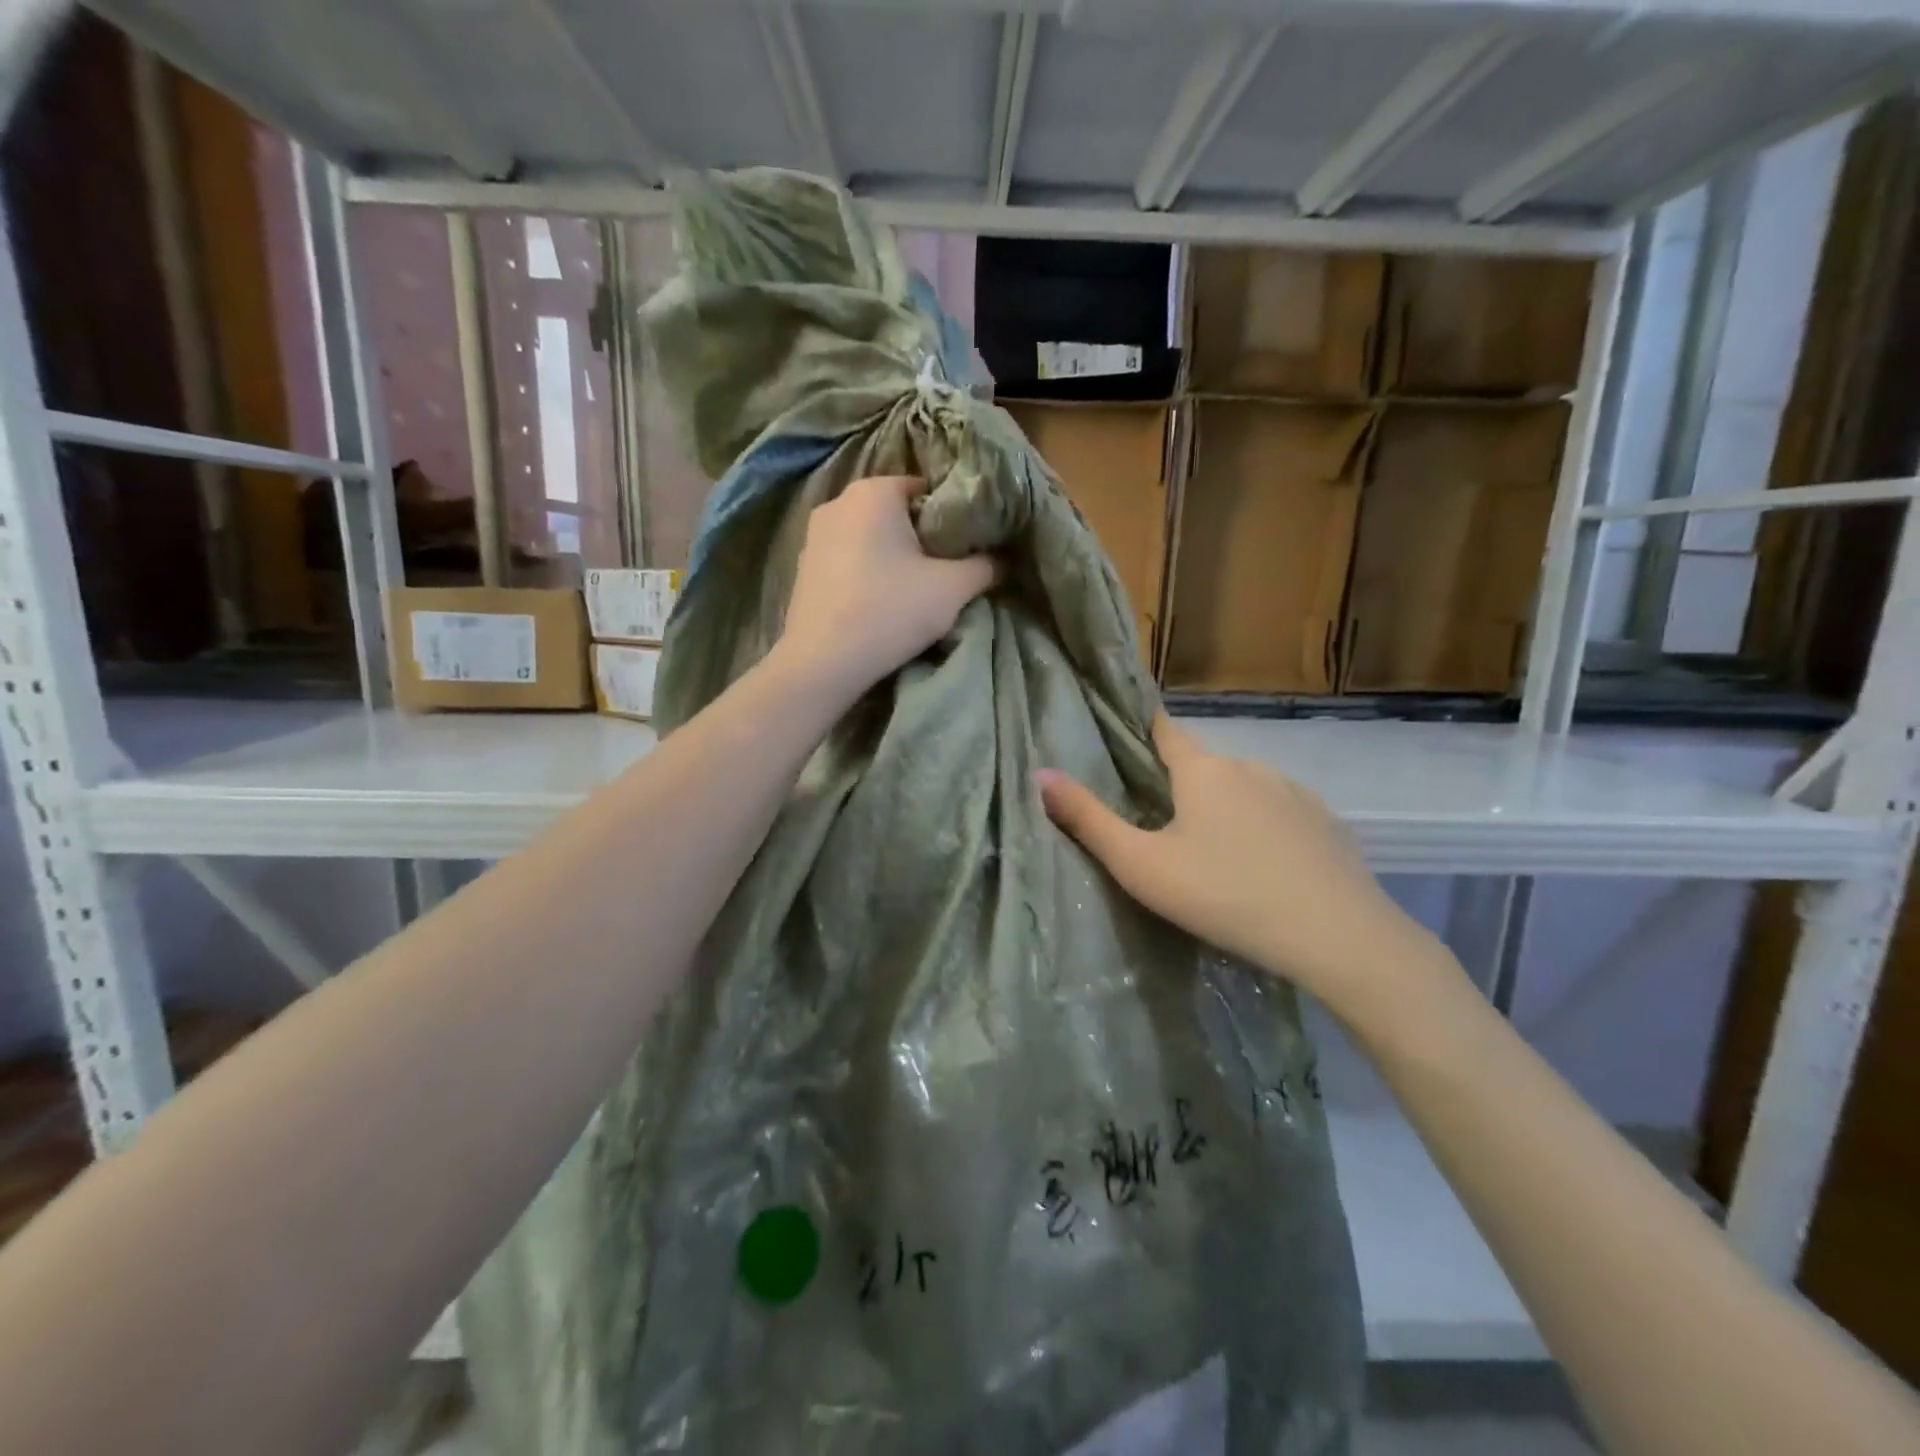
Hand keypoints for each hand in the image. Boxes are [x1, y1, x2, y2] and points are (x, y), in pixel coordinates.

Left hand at [777, 475, 997, 696]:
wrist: (822, 663)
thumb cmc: (890, 612)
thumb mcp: (953, 589)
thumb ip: (985, 566)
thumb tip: (1002, 559)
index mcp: (874, 492)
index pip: (928, 489)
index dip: (953, 519)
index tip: (967, 550)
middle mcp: (839, 501)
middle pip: (897, 513)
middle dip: (923, 538)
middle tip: (946, 572)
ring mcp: (814, 534)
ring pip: (871, 537)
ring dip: (894, 557)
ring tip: (914, 591)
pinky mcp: (804, 566)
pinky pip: (848, 558)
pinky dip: (868, 572)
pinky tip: (879, 602)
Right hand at [1036, 716, 1446, 1017]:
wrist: (1337, 936)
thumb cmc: (1224, 894)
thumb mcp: (1141, 864)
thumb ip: (1088, 819)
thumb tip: (1041, 775)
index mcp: (1203, 770)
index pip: (1165, 730)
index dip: (1144, 728)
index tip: (1126, 734)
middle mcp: (1250, 766)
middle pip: (1204, 766)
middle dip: (1182, 786)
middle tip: (1163, 827)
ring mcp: (1296, 792)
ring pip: (1245, 790)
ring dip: (1226, 808)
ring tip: (1215, 853)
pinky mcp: (1328, 823)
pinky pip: (1282, 814)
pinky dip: (1265, 829)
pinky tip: (1265, 868)